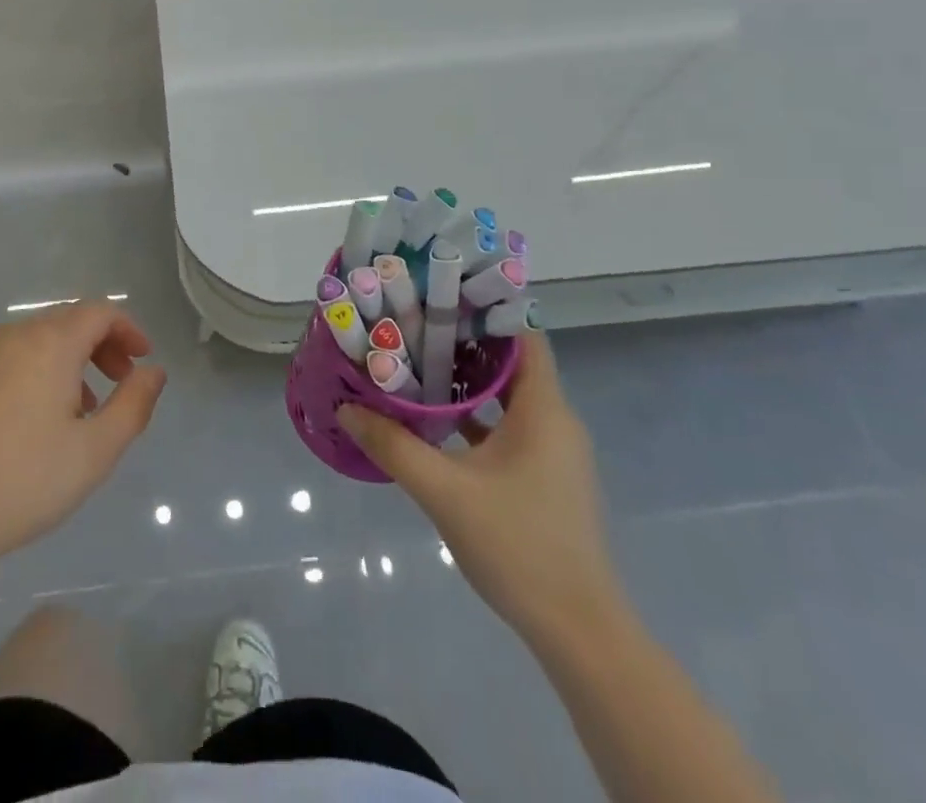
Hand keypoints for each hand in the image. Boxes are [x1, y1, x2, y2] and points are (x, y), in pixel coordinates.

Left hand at [0, 304, 167, 579]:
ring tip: (81, 412)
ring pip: (36, 344)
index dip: (128, 330)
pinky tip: (31, 427)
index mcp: (50, 343)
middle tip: (120, 383)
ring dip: (69, 363)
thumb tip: (153, 371)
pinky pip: (8, 363)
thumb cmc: (21, 481)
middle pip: (68, 322)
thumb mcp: (94, 451)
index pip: (99, 312)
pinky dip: (35, 376)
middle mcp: (13, 337)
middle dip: (102, 345)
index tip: (143, 361)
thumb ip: (134, 405)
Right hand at [338, 331, 622, 648]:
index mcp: (543, 409)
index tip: (439, 291)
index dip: (485, 307)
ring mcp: (552, 450)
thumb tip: (347, 408)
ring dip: (465, 378)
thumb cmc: (518, 546)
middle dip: (462, 338)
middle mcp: (554, 420)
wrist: (578, 632)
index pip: (523, 334)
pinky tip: (433, 418)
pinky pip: (507, 425)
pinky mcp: (543, 476)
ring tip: (414, 359)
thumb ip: (394, 446)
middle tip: (412, 321)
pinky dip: (474, 414)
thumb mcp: (445, 492)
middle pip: (510, 360)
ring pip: (506, 395)